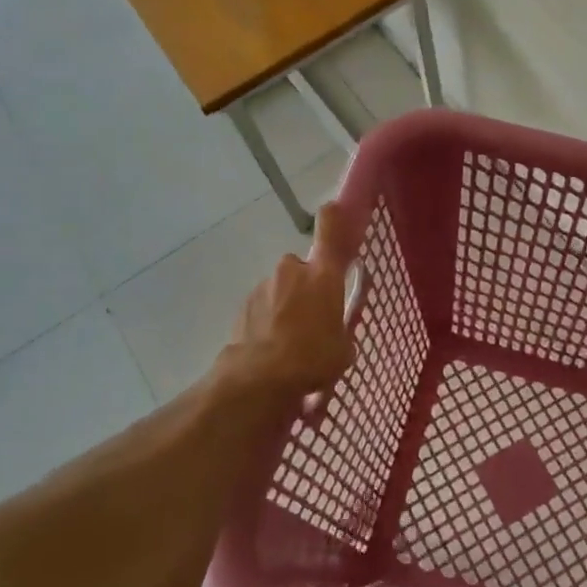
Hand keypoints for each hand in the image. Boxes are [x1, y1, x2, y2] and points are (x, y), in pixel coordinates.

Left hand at [214, 201, 356, 403]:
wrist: (258, 378)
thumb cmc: (312, 359)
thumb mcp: (343, 349)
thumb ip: (342, 331)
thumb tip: (338, 334)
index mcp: (323, 276)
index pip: (330, 231)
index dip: (334, 217)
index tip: (334, 208)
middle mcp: (292, 271)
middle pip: (303, 268)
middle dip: (307, 287)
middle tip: (314, 317)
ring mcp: (264, 286)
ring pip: (281, 289)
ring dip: (286, 306)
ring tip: (290, 341)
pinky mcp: (243, 305)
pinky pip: (263, 306)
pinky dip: (267, 321)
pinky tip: (271, 348)